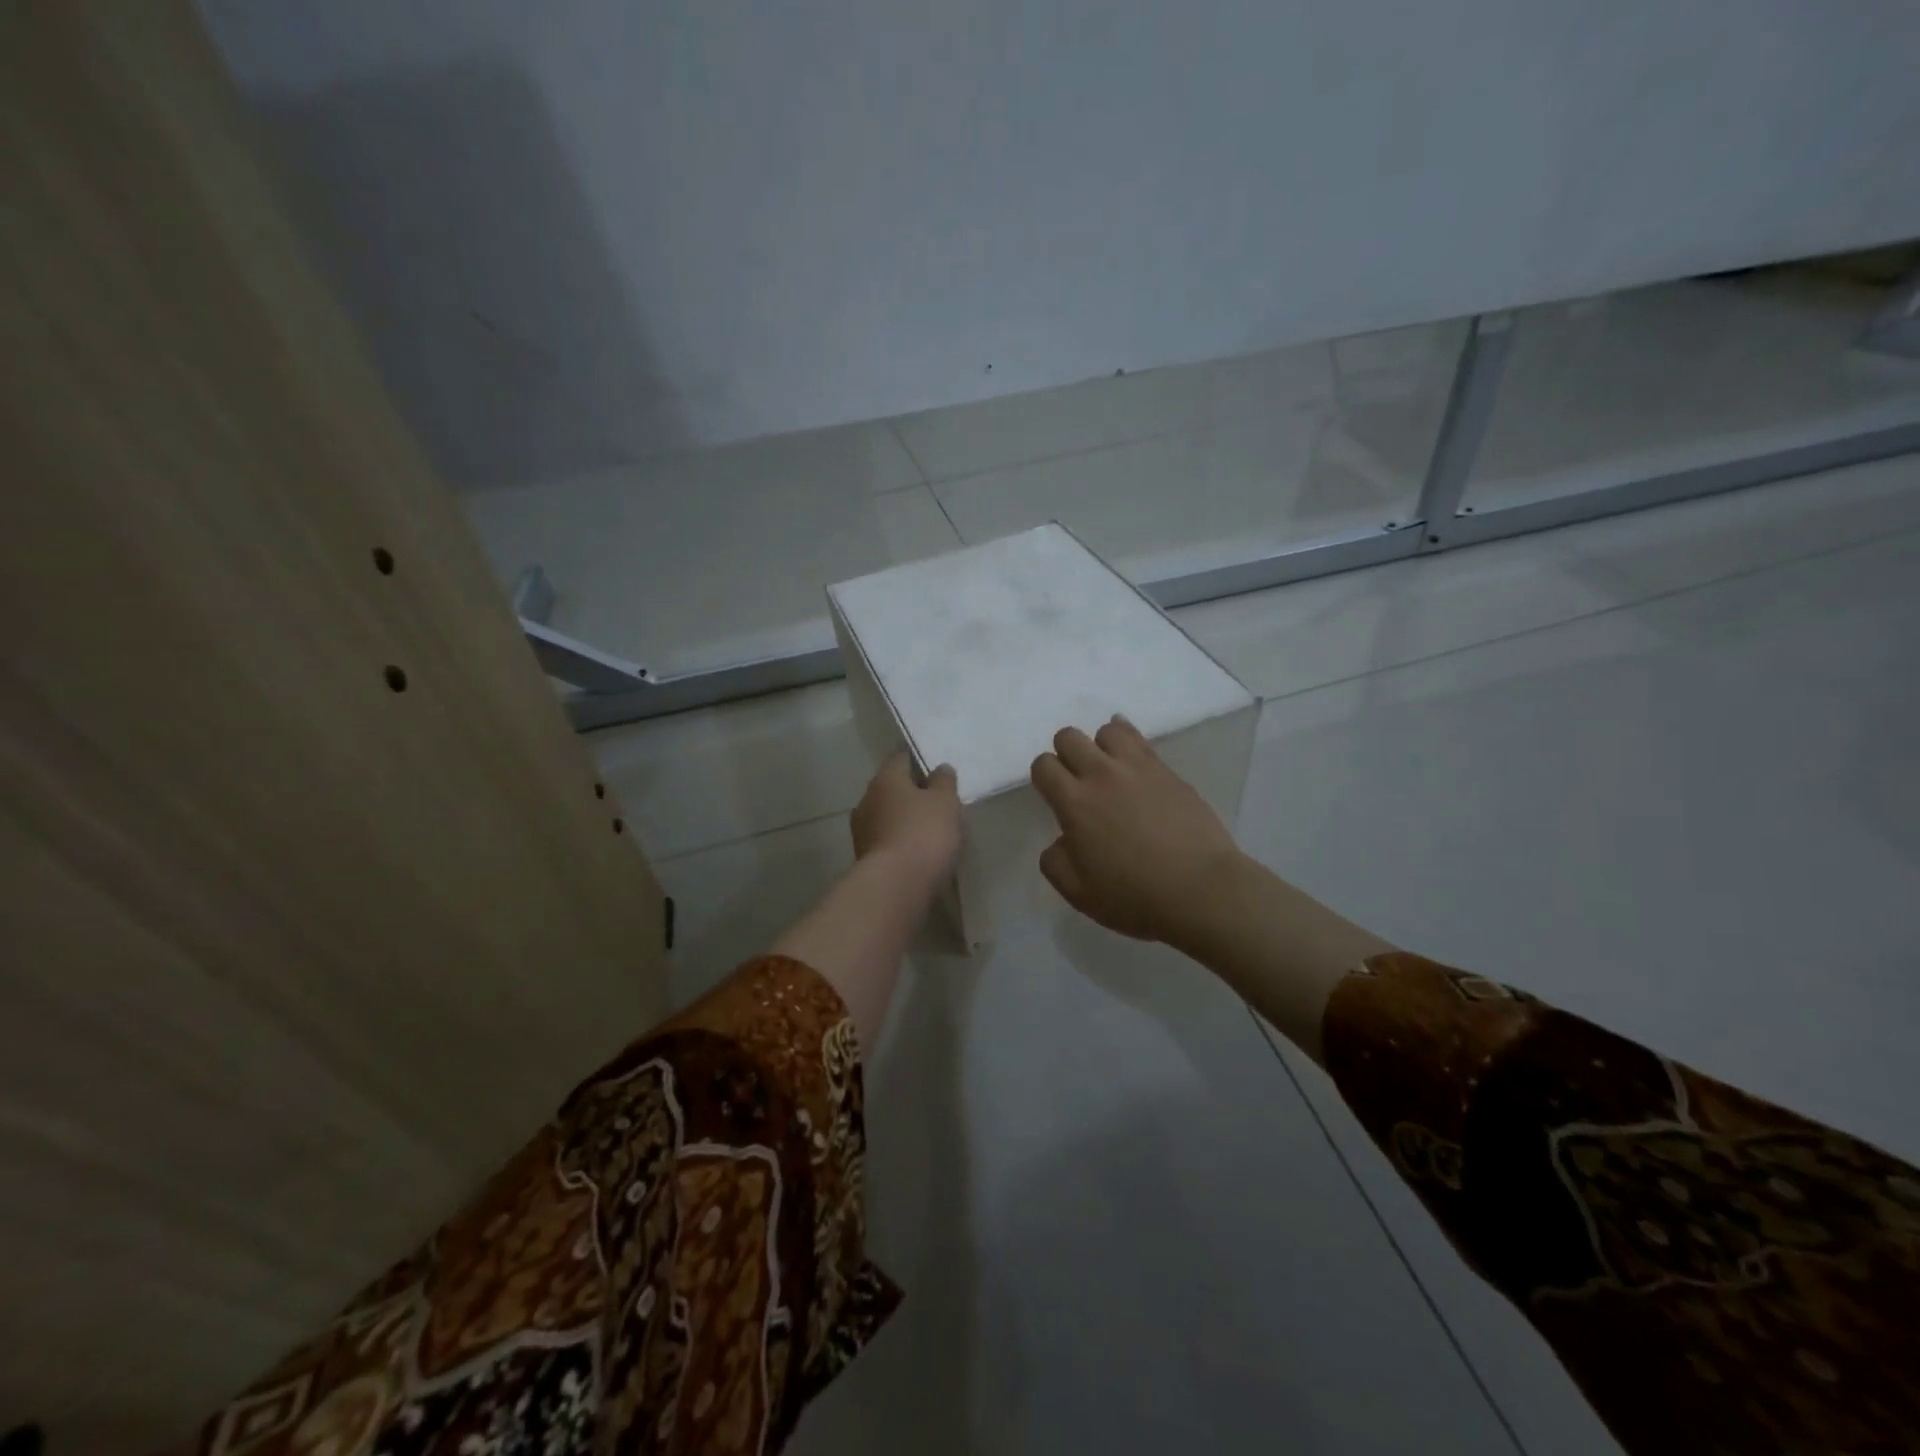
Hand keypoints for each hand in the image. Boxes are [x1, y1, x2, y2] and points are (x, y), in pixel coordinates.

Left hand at [851, 752, 962, 887]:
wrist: (895, 886)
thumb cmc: (924, 833)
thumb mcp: (945, 802)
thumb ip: (944, 782)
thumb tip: (939, 769)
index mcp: (885, 778)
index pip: (901, 758)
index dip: (919, 762)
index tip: (937, 772)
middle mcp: (867, 799)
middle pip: (892, 789)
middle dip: (912, 794)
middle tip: (938, 803)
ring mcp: (862, 831)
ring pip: (888, 816)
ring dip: (905, 820)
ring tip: (931, 832)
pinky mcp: (865, 858)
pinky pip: (887, 841)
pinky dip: (901, 843)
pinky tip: (918, 853)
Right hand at [1030, 716, 1244, 944]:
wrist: (1202, 890)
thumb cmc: (1136, 897)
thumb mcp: (1079, 893)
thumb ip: (1056, 862)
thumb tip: (1062, 840)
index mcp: (1075, 803)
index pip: (1043, 765)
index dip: (1044, 777)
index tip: (1054, 795)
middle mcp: (1102, 775)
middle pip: (1069, 737)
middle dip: (1065, 754)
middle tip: (1077, 781)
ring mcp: (1138, 768)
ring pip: (1107, 729)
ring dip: (1100, 745)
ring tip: (1109, 769)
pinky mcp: (1168, 770)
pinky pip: (1140, 740)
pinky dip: (1128, 742)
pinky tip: (1132, 761)